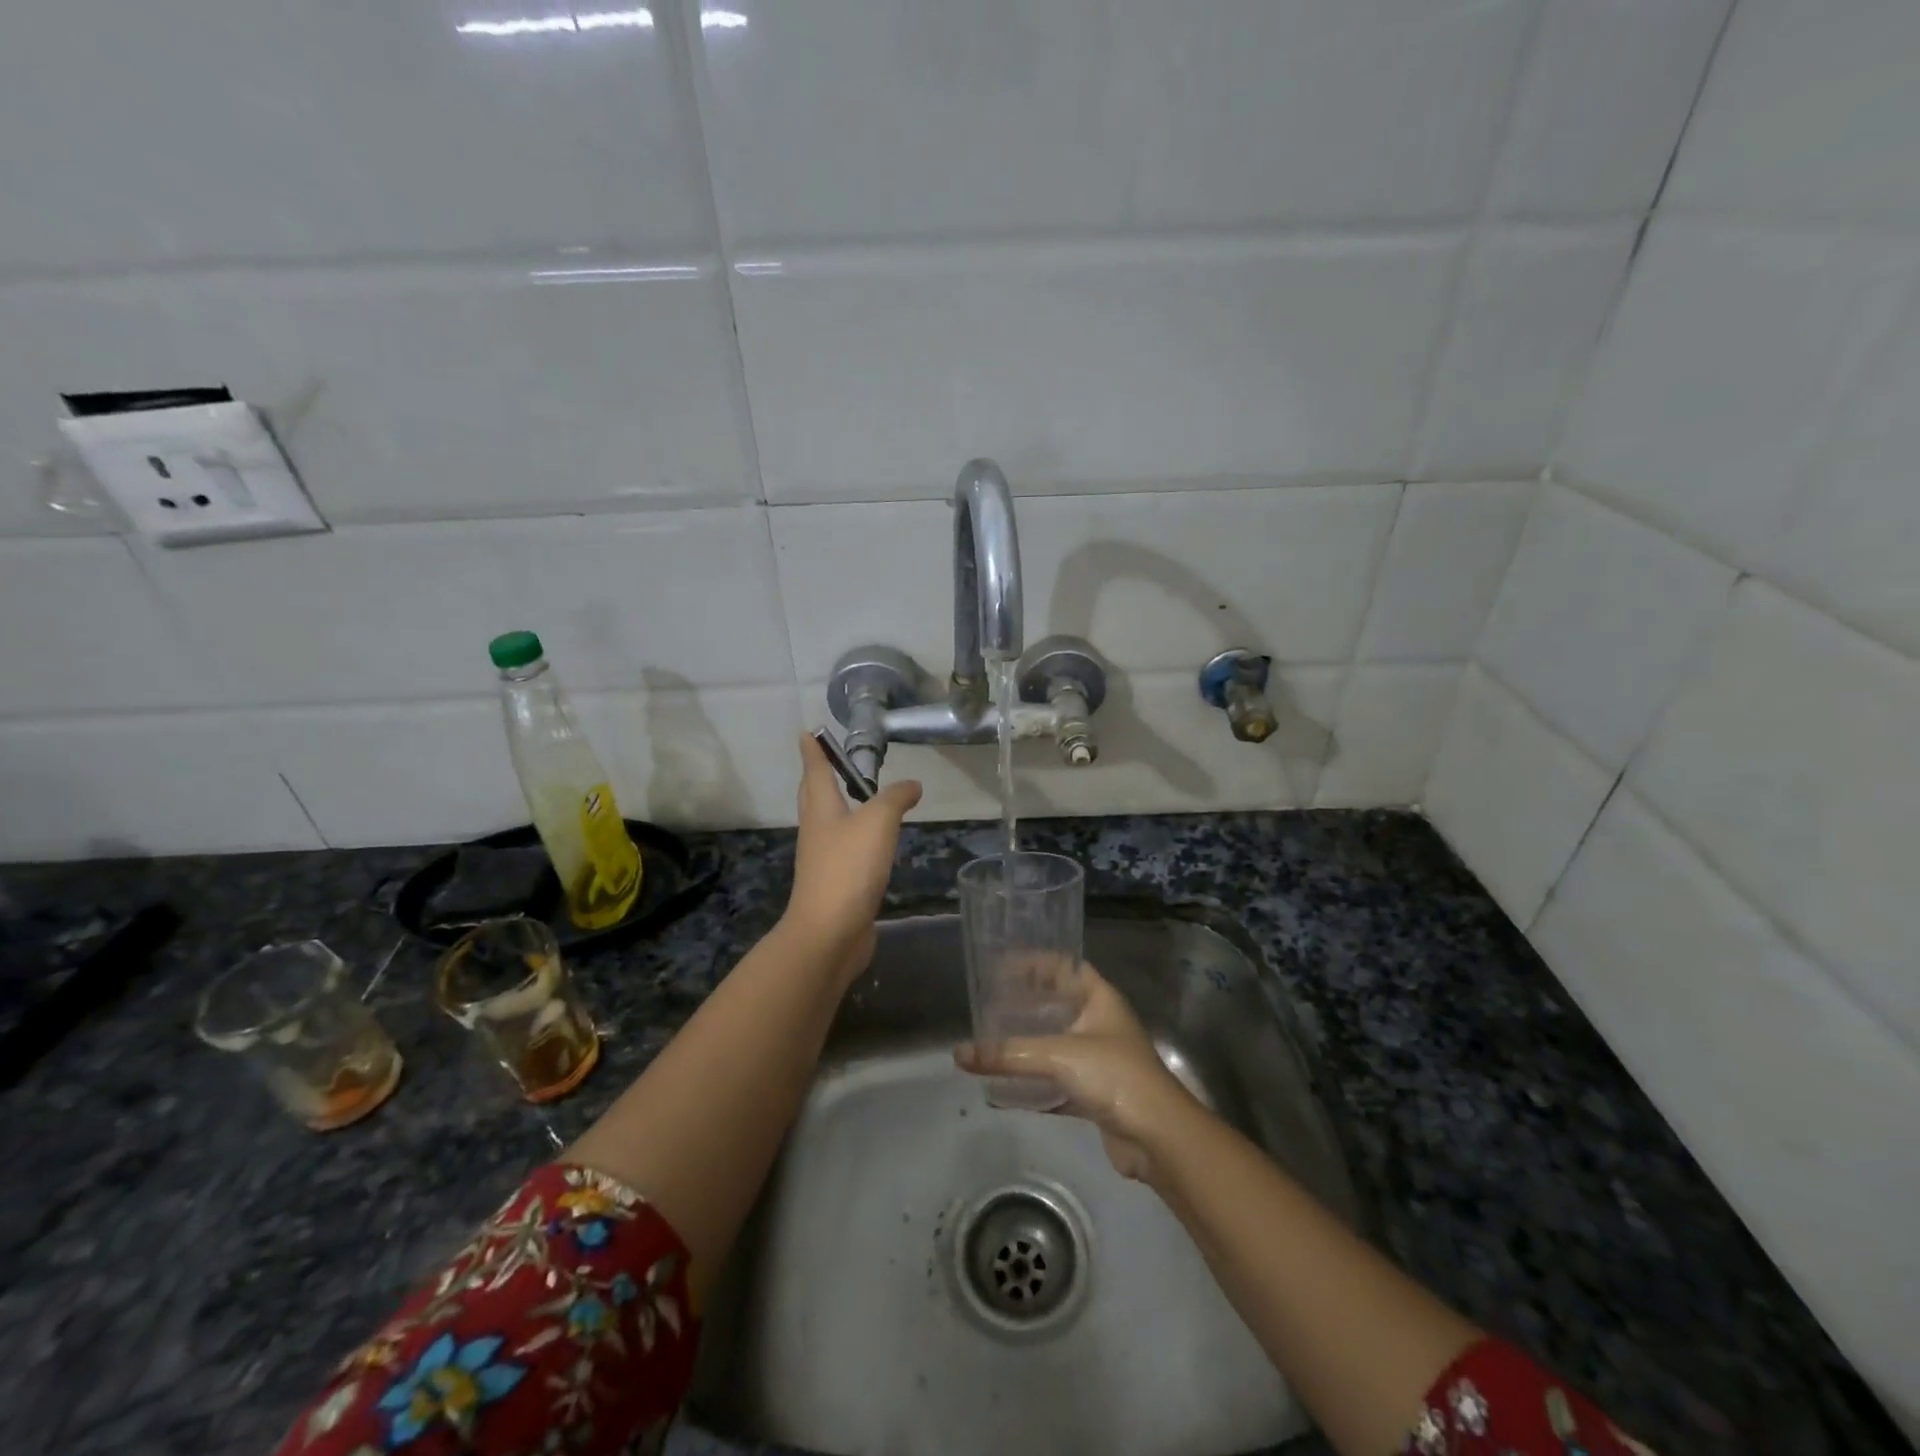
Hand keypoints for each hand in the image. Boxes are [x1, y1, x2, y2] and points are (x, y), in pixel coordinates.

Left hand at [779, 733, 921, 984]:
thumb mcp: (878, 823)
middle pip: (814, 797)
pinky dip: (855, 840)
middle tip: (825, 762)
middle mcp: (817, 832)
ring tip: (855, 798)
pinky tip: (870, 845)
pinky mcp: (836, 885)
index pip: (815, 772)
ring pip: (829, 825)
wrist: (829, 933)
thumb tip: (912, 785)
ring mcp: (824, 861)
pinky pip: (845, 852)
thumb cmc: (848, 868)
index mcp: (821, 810)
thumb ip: (895, 799)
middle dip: (818, 778)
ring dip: (837, 808)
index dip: (813, 751)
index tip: (806, 733)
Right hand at [954, 964, 1194, 1180]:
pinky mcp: (1097, 1093)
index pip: (1066, 967)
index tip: (1002, 965)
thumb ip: (1009, 1054)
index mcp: (1101, 999)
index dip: (1036, 962)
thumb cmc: (1115, 1076)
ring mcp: (1101, 1059)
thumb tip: (959, 1053)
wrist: (1159, 1138)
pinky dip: (1035, 1083)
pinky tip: (1007, 1090)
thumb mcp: (1059, 1056)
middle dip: (1027, 1003)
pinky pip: (1058, 1080)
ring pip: (1057, 1043)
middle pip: (1059, 1004)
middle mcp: (1101, 1023)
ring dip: (1029, 1042)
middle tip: (991, 1003)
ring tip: (993, 1040)